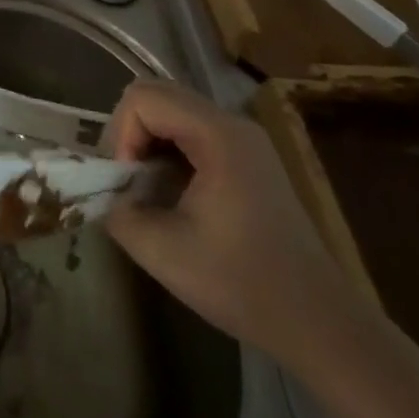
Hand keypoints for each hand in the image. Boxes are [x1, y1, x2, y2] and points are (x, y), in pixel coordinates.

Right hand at [101, 79, 361, 362]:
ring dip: (148, 140)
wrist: (317, 322)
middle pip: (158, 95)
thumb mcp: (159, 249)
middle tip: (128, 178)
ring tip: (146, 186)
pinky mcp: (249, 158)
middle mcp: (233, 125)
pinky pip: (192, 131)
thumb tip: (101, 192)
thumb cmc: (239, 283)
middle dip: (129, 132)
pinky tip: (171, 191)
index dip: (121, 134)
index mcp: (218, 136)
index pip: (143, 98)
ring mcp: (245, 140)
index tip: (127, 181)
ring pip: (173, 110)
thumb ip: (115, 209)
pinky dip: (169, 149)